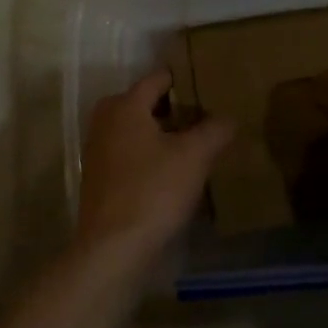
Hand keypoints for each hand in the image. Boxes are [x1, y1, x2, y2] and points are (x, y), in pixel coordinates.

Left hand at [76, 71, 234, 268]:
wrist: (112, 250)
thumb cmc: (153, 191)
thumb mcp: (194, 157)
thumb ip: (214, 131)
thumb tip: (229, 118)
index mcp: (125, 105)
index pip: (158, 78)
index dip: (185, 80)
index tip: (209, 87)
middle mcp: (106, 119)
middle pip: (145, 102)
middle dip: (174, 109)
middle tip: (205, 119)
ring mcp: (98, 149)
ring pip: (136, 129)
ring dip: (162, 134)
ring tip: (194, 146)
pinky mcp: (98, 178)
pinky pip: (128, 153)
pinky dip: (148, 156)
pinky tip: (172, 173)